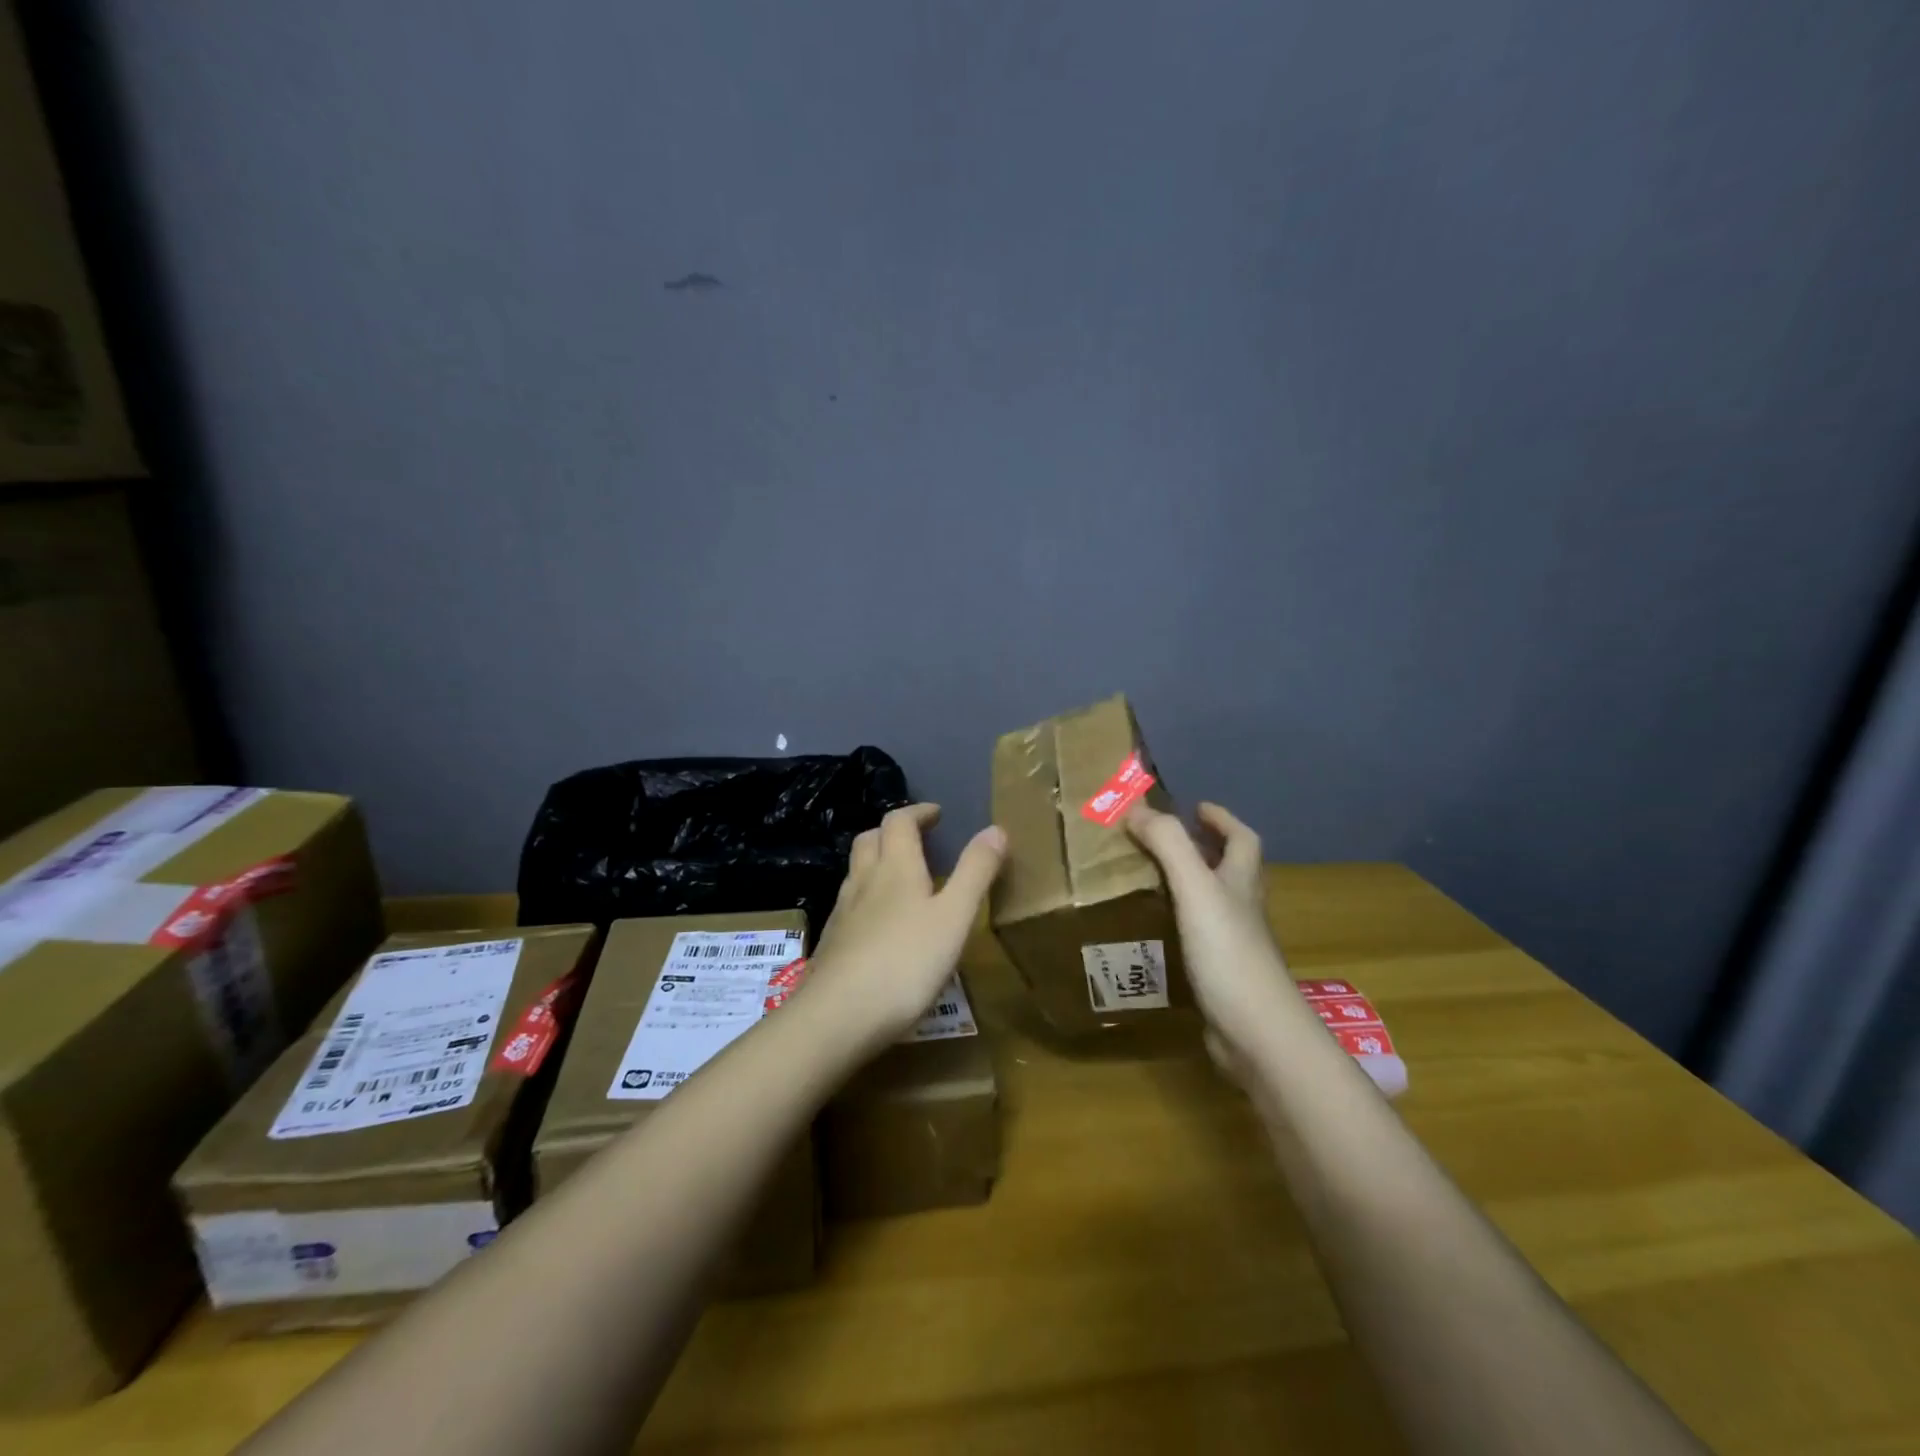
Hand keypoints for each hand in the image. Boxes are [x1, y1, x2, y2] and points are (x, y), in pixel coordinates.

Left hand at [799, 804, 1006, 1045]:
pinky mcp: (831, 943)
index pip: (899, 821)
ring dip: (876, 862)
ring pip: (855, 871)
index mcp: (896, 867)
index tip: (936, 815)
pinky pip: (848, 904)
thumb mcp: (955, 917)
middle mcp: (864, 880)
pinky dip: (865, 898)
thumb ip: (976, 872)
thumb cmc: (905, 962)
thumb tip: (996, 828)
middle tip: (917, 840)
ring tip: (900, 878)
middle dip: (893, 831)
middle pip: (870, 839)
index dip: (918, 813)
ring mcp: (842, 912)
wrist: (837, 1016)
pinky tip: (878, 925)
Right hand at [1124, 801, 1303, 1076]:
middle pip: (1233, 870)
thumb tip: (1137, 808)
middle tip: (1167, 842)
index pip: (1242, 839)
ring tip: (1152, 880)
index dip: (1222, 819)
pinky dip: (1181, 926)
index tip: (1196, 807)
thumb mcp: (1196, 889)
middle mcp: (1243, 911)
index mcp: (1241, 883)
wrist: (1256, 1033)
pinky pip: (1200, 939)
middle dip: (1206, 850)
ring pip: (1216, 905)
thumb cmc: (1229, 953)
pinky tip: (1155, 933)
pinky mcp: (1222, 977)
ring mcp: (1235, 946)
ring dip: (1191, 887)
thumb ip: (1169, 845)